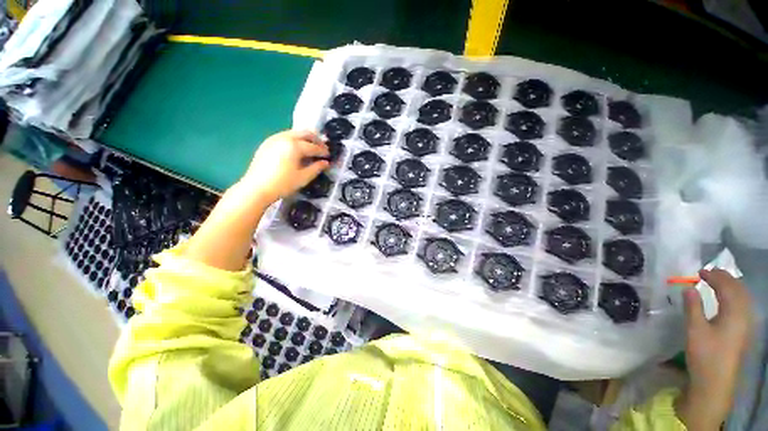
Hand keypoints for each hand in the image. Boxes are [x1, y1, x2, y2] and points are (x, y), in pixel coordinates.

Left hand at [241, 130, 329, 204]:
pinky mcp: (267, 143)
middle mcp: (284, 138)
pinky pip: (284, 136)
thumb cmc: (282, 184)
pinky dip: (294, 140)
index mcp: (294, 146)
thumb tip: (326, 163)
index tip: (329, 156)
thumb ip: (316, 168)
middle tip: (322, 148)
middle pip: (304, 133)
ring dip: (305, 139)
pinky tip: (296, 151)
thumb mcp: (303, 178)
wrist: (256, 188)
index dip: (323, 151)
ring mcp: (274, 139)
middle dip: (316, 139)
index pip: (313, 146)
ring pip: (294, 133)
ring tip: (310, 149)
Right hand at [676, 269, 751, 429]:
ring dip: (731, 286)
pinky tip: (728, 299)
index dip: (714, 277)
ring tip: (717, 282)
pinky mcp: (744, 330)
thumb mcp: (695, 330)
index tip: (699, 272)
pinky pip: (743, 305)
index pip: (727, 287)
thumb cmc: (705, 354)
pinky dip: (735, 296)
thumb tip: (688, 287)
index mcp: (734, 312)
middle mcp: (744, 315)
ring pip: (743, 297)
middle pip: (739, 289)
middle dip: (725, 278)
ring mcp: (746, 324)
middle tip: (709, 273)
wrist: (716, 381)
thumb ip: (693, 307)